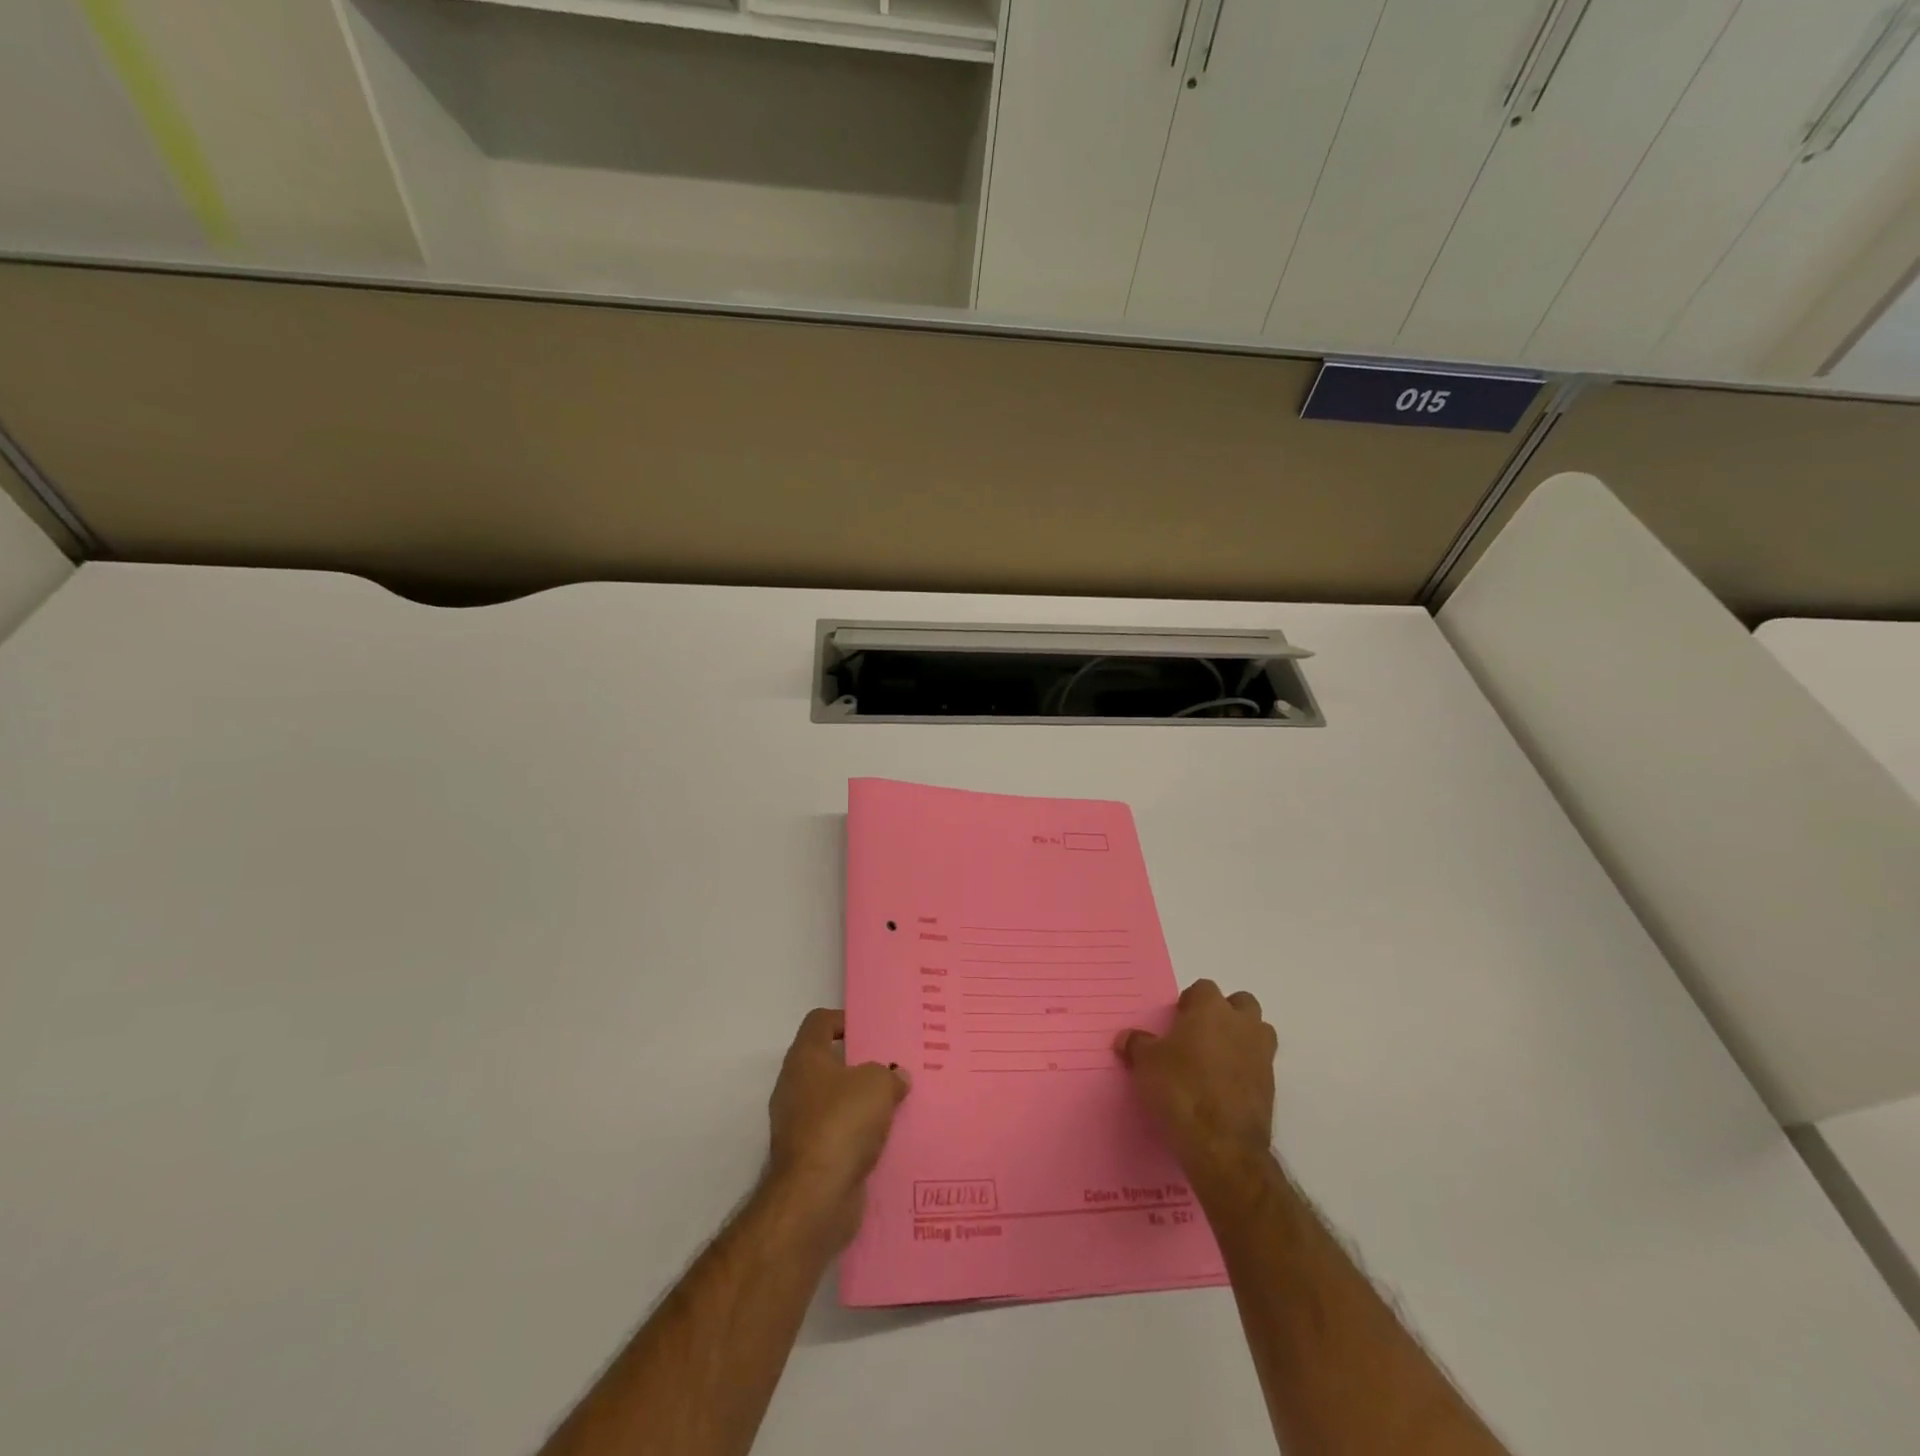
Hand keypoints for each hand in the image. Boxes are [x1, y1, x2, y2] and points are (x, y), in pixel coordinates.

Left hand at [766, 1009, 908, 1247]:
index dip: (844, 1020)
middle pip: (828, 1063)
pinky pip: (838, 1135)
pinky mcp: (808, 1158)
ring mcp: (798, 1124)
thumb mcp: (877, 1084)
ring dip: (861, 1104)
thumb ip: (890, 1074)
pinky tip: (886, 1139)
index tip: (873, 1031)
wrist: (814, 1198)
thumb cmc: (842, 1123)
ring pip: (834, 1102)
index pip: (819, 1022)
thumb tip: (896, 1077)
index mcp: (805, 1058)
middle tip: (892, 1067)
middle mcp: (794, 1087)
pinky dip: (857, 1136)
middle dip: (859, 1065)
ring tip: (895, 1103)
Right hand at [1116, 980, 1277, 1185]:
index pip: (1204, 988)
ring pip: (1258, 1032)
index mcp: (1211, 1009)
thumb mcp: (1146, 1064)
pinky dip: (1246, 1070)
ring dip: (1242, 1038)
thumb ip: (1137, 1044)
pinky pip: (1259, 1065)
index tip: (1176, 1022)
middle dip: (1225, 1013)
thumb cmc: (1180, 1090)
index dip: (1190, 1003)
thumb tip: (1127, 1038)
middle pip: (1241, 1004)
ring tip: (1216, 1060)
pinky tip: (1224, 1088)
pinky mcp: (1271, 1087)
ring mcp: (1261, 1055)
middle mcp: (1241, 1024)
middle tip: (1201, 1035)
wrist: (1221, 1145)